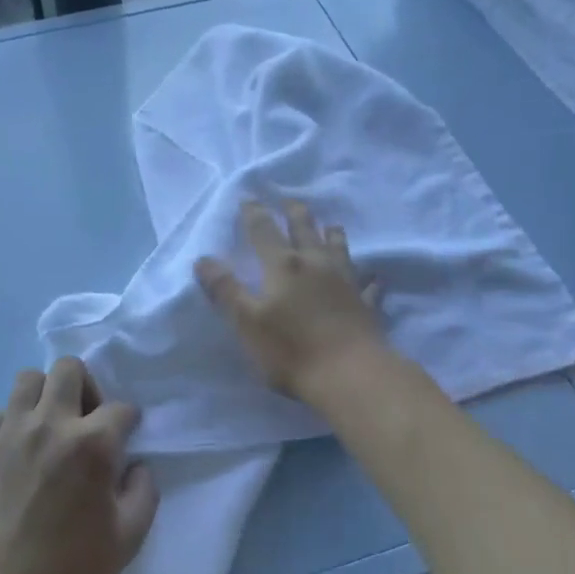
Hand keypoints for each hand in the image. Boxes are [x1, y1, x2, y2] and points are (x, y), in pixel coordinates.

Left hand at [0, 356, 158, 573]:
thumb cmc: (72, 568)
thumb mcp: (129, 536)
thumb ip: (144, 491)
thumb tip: (134, 467)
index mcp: (93, 444)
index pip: (121, 408)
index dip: (128, 422)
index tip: (125, 441)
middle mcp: (52, 424)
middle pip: (69, 369)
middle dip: (86, 386)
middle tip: (86, 421)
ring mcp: (11, 433)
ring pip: (28, 379)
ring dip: (46, 395)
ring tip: (50, 426)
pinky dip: (12, 421)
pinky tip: (19, 449)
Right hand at [194, 200, 386, 402]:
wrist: (350, 374)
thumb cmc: (291, 349)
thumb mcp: (246, 322)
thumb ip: (225, 289)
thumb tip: (203, 259)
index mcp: (283, 265)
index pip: (263, 230)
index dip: (254, 214)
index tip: (248, 199)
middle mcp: (316, 264)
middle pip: (305, 229)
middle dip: (294, 213)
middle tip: (289, 201)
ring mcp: (346, 281)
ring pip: (339, 248)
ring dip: (332, 234)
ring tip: (331, 225)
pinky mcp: (365, 304)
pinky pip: (367, 284)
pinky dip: (367, 277)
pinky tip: (371, 277)